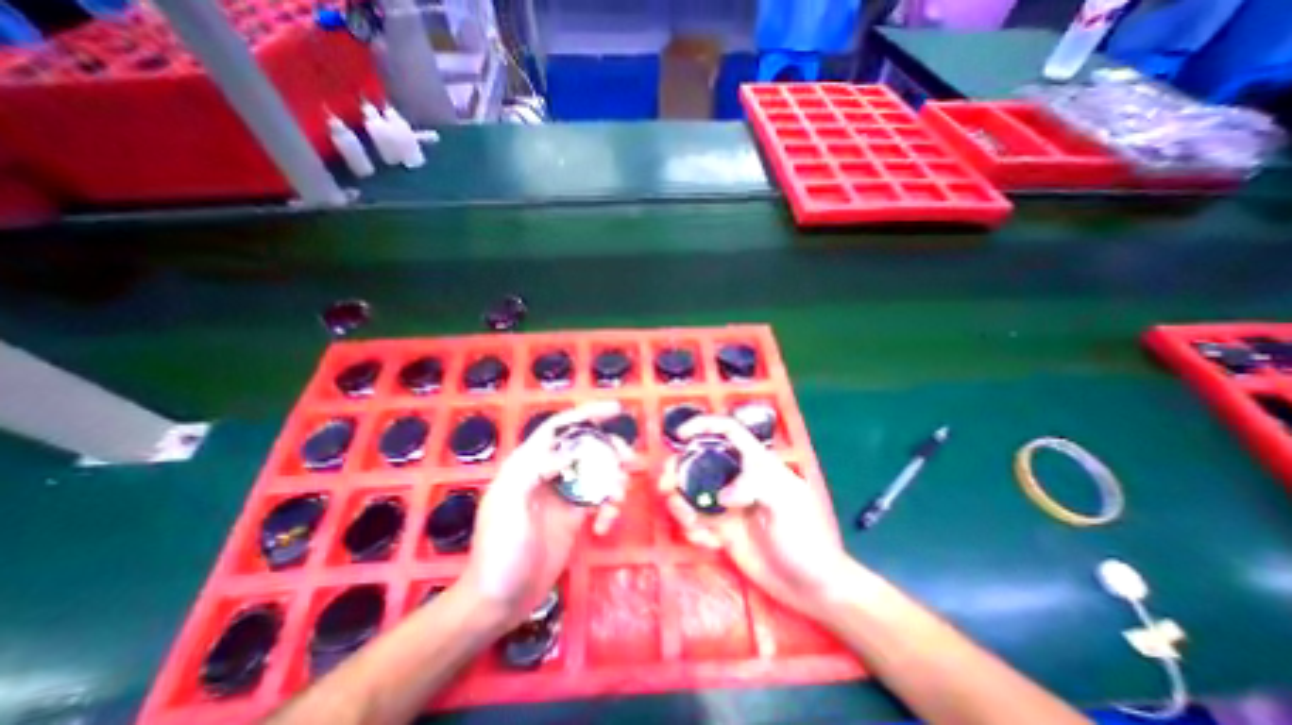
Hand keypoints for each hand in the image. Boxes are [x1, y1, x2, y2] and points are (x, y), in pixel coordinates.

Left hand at [458, 398, 630, 631]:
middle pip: (586, 447)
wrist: (499, 600)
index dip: (586, 414)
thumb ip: (535, 469)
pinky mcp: (575, 516)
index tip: (615, 410)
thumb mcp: (509, 503)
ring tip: (617, 499)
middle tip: (629, 461)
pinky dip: (609, 507)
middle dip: (610, 449)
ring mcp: (564, 494)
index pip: (559, 428)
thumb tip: (569, 453)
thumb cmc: (499, 549)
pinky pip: (600, 499)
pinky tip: (605, 526)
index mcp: (529, 463)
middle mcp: (548, 473)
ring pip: (597, 472)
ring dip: (614, 480)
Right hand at [660, 416, 854, 618]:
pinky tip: (709, 544)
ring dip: (681, 505)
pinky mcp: (721, 530)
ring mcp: (727, 505)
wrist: (811, 588)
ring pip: (692, 492)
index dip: (704, 426)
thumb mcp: (788, 504)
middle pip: (699, 460)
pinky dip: (693, 530)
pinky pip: (695, 521)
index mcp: (756, 464)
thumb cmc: (807, 539)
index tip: (680, 435)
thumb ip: (756, 486)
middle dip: (677, 469)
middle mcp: (737, 479)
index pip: (728, 432)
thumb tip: (721, 496)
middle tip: (665, 486)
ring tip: (692, 524)